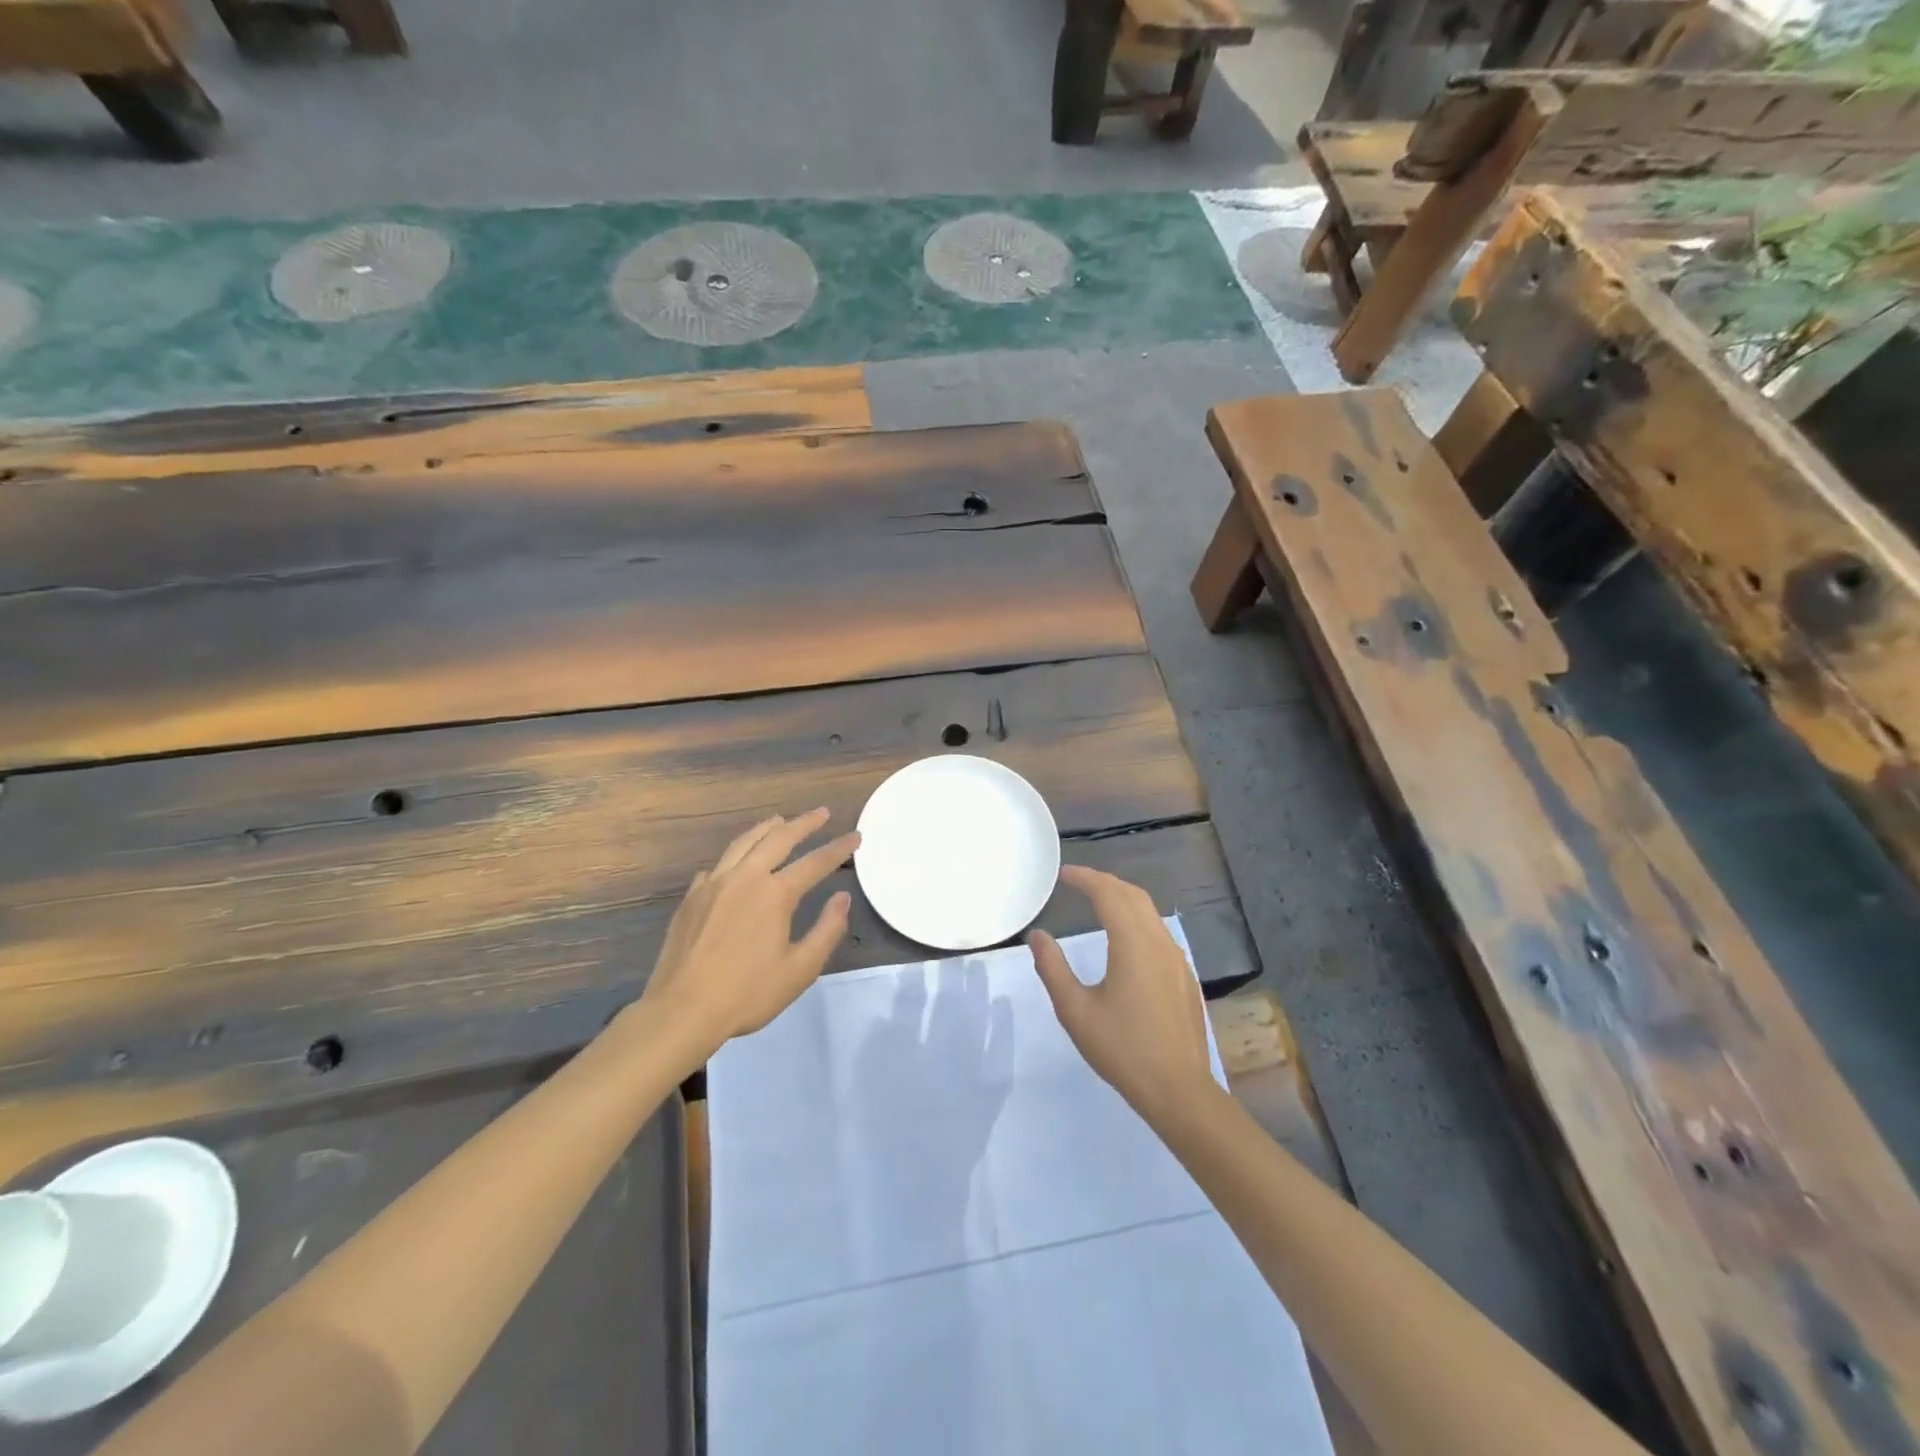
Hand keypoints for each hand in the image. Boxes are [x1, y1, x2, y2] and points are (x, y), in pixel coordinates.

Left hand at [638, 808, 859, 1055]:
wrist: (682, 1010)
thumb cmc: (747, 993)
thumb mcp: (800, 969)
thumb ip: (827, 930)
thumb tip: (842, 898)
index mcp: (775, 894)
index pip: (815, 862)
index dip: (838, 848)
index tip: (856, 835)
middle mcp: (745, 878)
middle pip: (778, 839)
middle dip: (804, 823)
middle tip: (822, 813)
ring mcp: (713, 884)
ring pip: (743, 843)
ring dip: (767, 828)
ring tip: (780, 820)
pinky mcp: (691, 898)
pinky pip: (718, 865)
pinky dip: (735, 855)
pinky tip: (736, 861)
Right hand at [1028, 866, 1214, 1123]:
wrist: (1179, 1090)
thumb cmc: (1123, 1050)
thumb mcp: (1075, 1011)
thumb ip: (1053, 968)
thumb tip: (1037, 936)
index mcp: (1133, 944)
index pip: (1108, 893)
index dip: (1084, 878)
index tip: (1062, 874)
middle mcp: (1159, 941)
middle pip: (1132, 895)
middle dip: (1104, 882)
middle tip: (1077, 882)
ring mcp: (1177, 958)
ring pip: (1149, 912)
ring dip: (1122, 898)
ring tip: (1097, 902)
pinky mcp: (1184, 976)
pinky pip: (1158, 931)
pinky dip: (1136, 919)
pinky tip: (1124, 938)